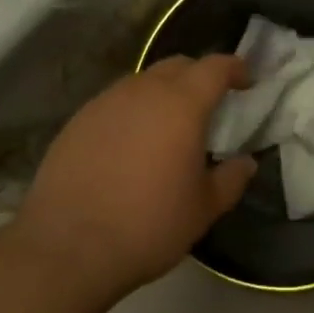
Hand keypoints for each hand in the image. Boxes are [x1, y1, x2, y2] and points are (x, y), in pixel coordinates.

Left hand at [13, 55, 256, 305]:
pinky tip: (129, 144)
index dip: (234, 68)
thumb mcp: (202, 210)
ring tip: (167, 125)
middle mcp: (145, 90)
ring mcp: (107, 101)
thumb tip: (246, 162)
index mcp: (182, 103)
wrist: (67, 247)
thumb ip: (231, 179)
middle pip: (179, 65)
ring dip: (163, 93)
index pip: (215, 67)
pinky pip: (116, 102)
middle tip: (209, 103)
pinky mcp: (79, 119)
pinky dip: (132, 111)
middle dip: (199, 76)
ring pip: (144, 81)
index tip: (246, 79)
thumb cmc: (147, 224)